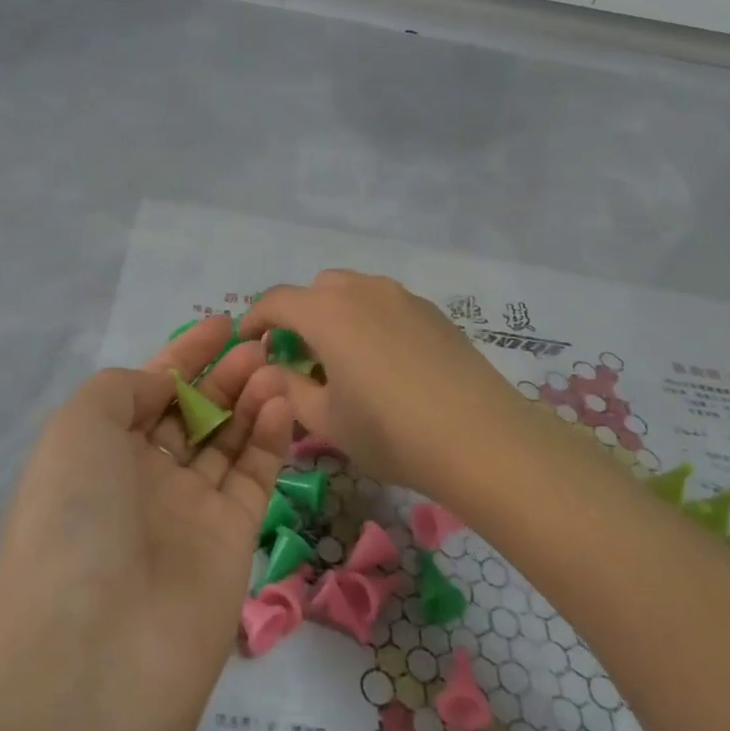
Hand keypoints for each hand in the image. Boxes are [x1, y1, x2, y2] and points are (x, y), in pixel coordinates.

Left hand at [0, 316, 294, 723]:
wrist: (99, 648)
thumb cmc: (75, 515)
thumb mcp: (77, 425)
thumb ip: (123, 388)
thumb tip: (166, 386)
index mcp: (96, 454)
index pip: (147, 391)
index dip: (183, 356)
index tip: (221, 323)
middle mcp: (140, 481)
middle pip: (190, 414)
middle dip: (222, 375)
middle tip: (258, 342)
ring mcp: (187, 512)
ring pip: (225, 441)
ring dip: (249, 399)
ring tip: (273, 366)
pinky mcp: (232, 540)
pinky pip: (253, 476)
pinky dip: (269, 436)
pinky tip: (281, 401)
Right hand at [240, 270, 531, 503]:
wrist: (482, 439)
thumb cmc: (390, 432)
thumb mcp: (325, 420)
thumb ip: (288, 388)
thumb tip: (274, 370)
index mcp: (326, 313)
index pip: (275, 301)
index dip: (254, 320)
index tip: (247, 344)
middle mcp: (362, 291)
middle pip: (315, 291)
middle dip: (298, 317)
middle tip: (299, 359)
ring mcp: (402, 297)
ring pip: (353, 292)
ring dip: (335, 316)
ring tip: (343, 361)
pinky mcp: (432, 312)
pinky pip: (386, 304)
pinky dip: (369, 322)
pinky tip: (385, 364)